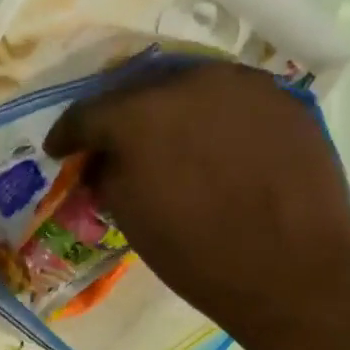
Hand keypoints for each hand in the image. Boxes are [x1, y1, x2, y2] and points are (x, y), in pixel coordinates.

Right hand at [45, 63, 349, 337]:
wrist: (290, 268)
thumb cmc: (196, 254)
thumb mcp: (131, 219)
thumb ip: (106, 177)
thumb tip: (103, 162)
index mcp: (140, 115)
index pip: (87, 113)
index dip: (67, 134)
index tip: (59, 151)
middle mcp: (190, 81)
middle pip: (138, 87)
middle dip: (118, 115)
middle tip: (111, 142)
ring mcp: (242, 84)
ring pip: (189, 85)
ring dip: (168, 111)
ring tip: (165, 141)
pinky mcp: (282, 98)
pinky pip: (231, 100)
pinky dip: (211, 118)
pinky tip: (213, 147)